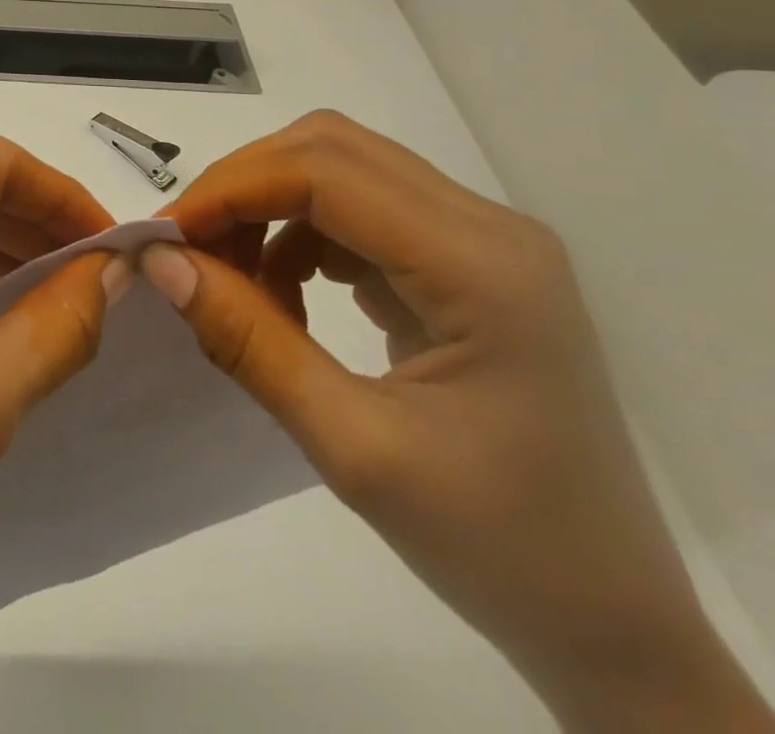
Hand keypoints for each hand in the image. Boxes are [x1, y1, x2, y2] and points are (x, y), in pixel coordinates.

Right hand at [145, 111, 774, 732]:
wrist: (612, 624)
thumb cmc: (496, 548)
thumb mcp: (352, 448)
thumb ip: (249, 341)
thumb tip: (162, 261)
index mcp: (481, 266)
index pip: (325, 172)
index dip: (231, 189)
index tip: (166, 237)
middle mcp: (489, 227)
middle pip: (331, 149)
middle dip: (243, 186)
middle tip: (189, 249)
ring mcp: (483, 241)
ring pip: (341, 170)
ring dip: (269, 208)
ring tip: (235, 284)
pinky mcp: (467, 263)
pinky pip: (360, 211)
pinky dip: (300, 234)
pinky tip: (285, 296)